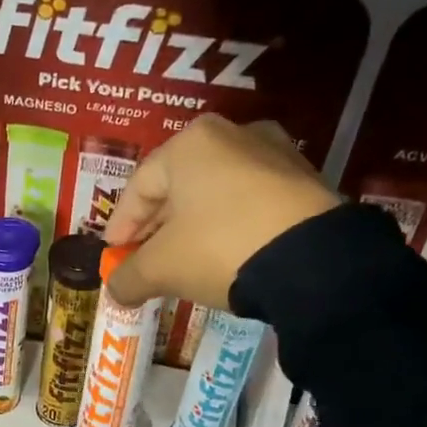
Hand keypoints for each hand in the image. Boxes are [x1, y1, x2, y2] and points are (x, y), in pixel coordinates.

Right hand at [103, 115, 338, 307]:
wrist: (313, 261)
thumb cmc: (220, 248)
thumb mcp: (162, 268)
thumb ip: (128, 277)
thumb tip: (114, 291)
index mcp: (191, 143)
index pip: (139, 186)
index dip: (121, 225)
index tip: (113, 253)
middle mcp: (233, 135)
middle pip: (178, 187)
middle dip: (157, 227)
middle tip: (144, 259)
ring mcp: (275, 154)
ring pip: (216, 194)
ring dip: (193, 226)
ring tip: (184, 260)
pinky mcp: (305, 180)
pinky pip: (250, 202)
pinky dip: (229, 226)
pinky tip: (224, 255)